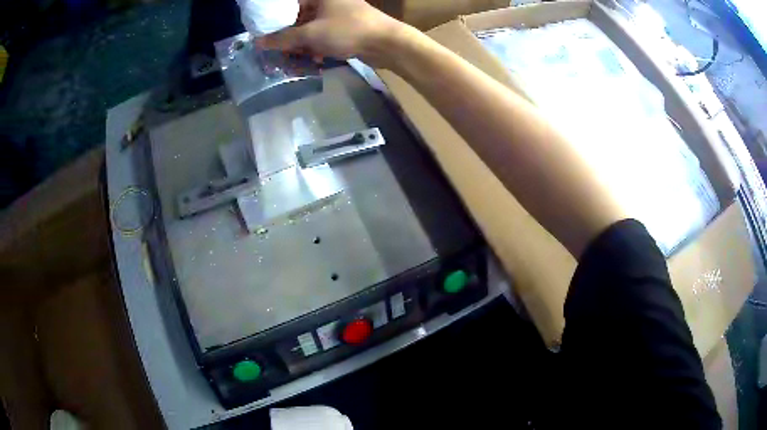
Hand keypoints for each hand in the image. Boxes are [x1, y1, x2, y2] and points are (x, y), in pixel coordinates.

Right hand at [258, 0, 410, 67]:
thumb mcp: (310, 34)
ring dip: (302, 43)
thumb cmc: (347, 31)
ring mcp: (339, 14)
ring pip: (311, 28)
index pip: (290, 4)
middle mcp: (329, 1)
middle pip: (299, 17)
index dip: (275, 18)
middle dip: (289, 35)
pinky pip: (324, 35)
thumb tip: (258, 42)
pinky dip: (317, 46)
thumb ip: (283, 38)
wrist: (387, 43)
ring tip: (293, 58)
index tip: (264, 33)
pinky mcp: (346, 27)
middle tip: (278, 50)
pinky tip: (314, 58)